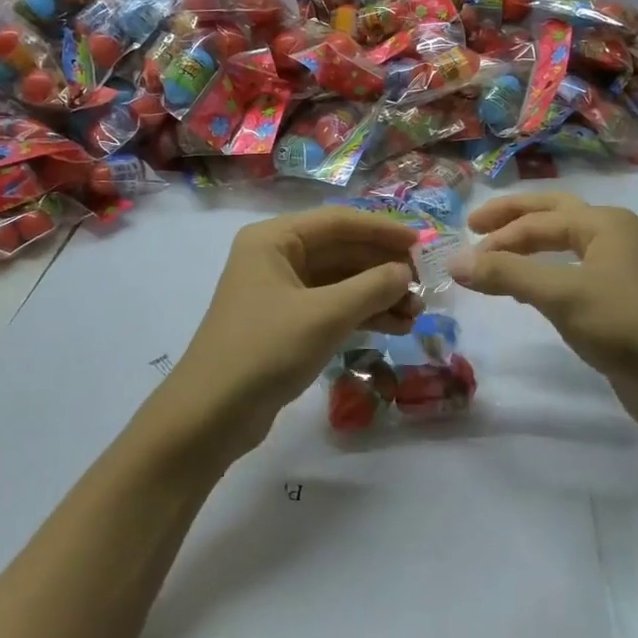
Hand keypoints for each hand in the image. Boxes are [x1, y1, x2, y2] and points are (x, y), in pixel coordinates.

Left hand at [147, 209, 420, 464]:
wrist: (211, 415)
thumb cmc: (266, 350)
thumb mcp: (325, 315)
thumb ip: (372, 288)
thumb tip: (405, 272)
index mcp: (274, 239)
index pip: (338, 222)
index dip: (382, 230)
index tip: (422, 244)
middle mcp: (276, 257)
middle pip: (341, 251)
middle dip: (383, 268)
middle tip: (425, 285)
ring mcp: (280, 292)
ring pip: (340, 281)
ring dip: (378, 294)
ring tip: (417, 314)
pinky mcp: (286, 324)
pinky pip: (332, 307)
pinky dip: (362, 314)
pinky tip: (396, 327)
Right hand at [447, 193, 637, 442]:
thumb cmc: (627, 326)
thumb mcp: (561, 294)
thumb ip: (506, 275)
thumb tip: (453, 261)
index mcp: (603, 224)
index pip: (536, 220)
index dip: (495, 237)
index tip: (460, 260)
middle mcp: (612, 238)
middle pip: (552, 216)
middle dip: (512, 219)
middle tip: (473, 227)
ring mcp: (618, 272)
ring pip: (563, 247)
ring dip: (527, 248)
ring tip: (493, 259)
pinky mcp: (618, 305)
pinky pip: (570, 277)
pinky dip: (543, 276)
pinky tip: (528, 293)